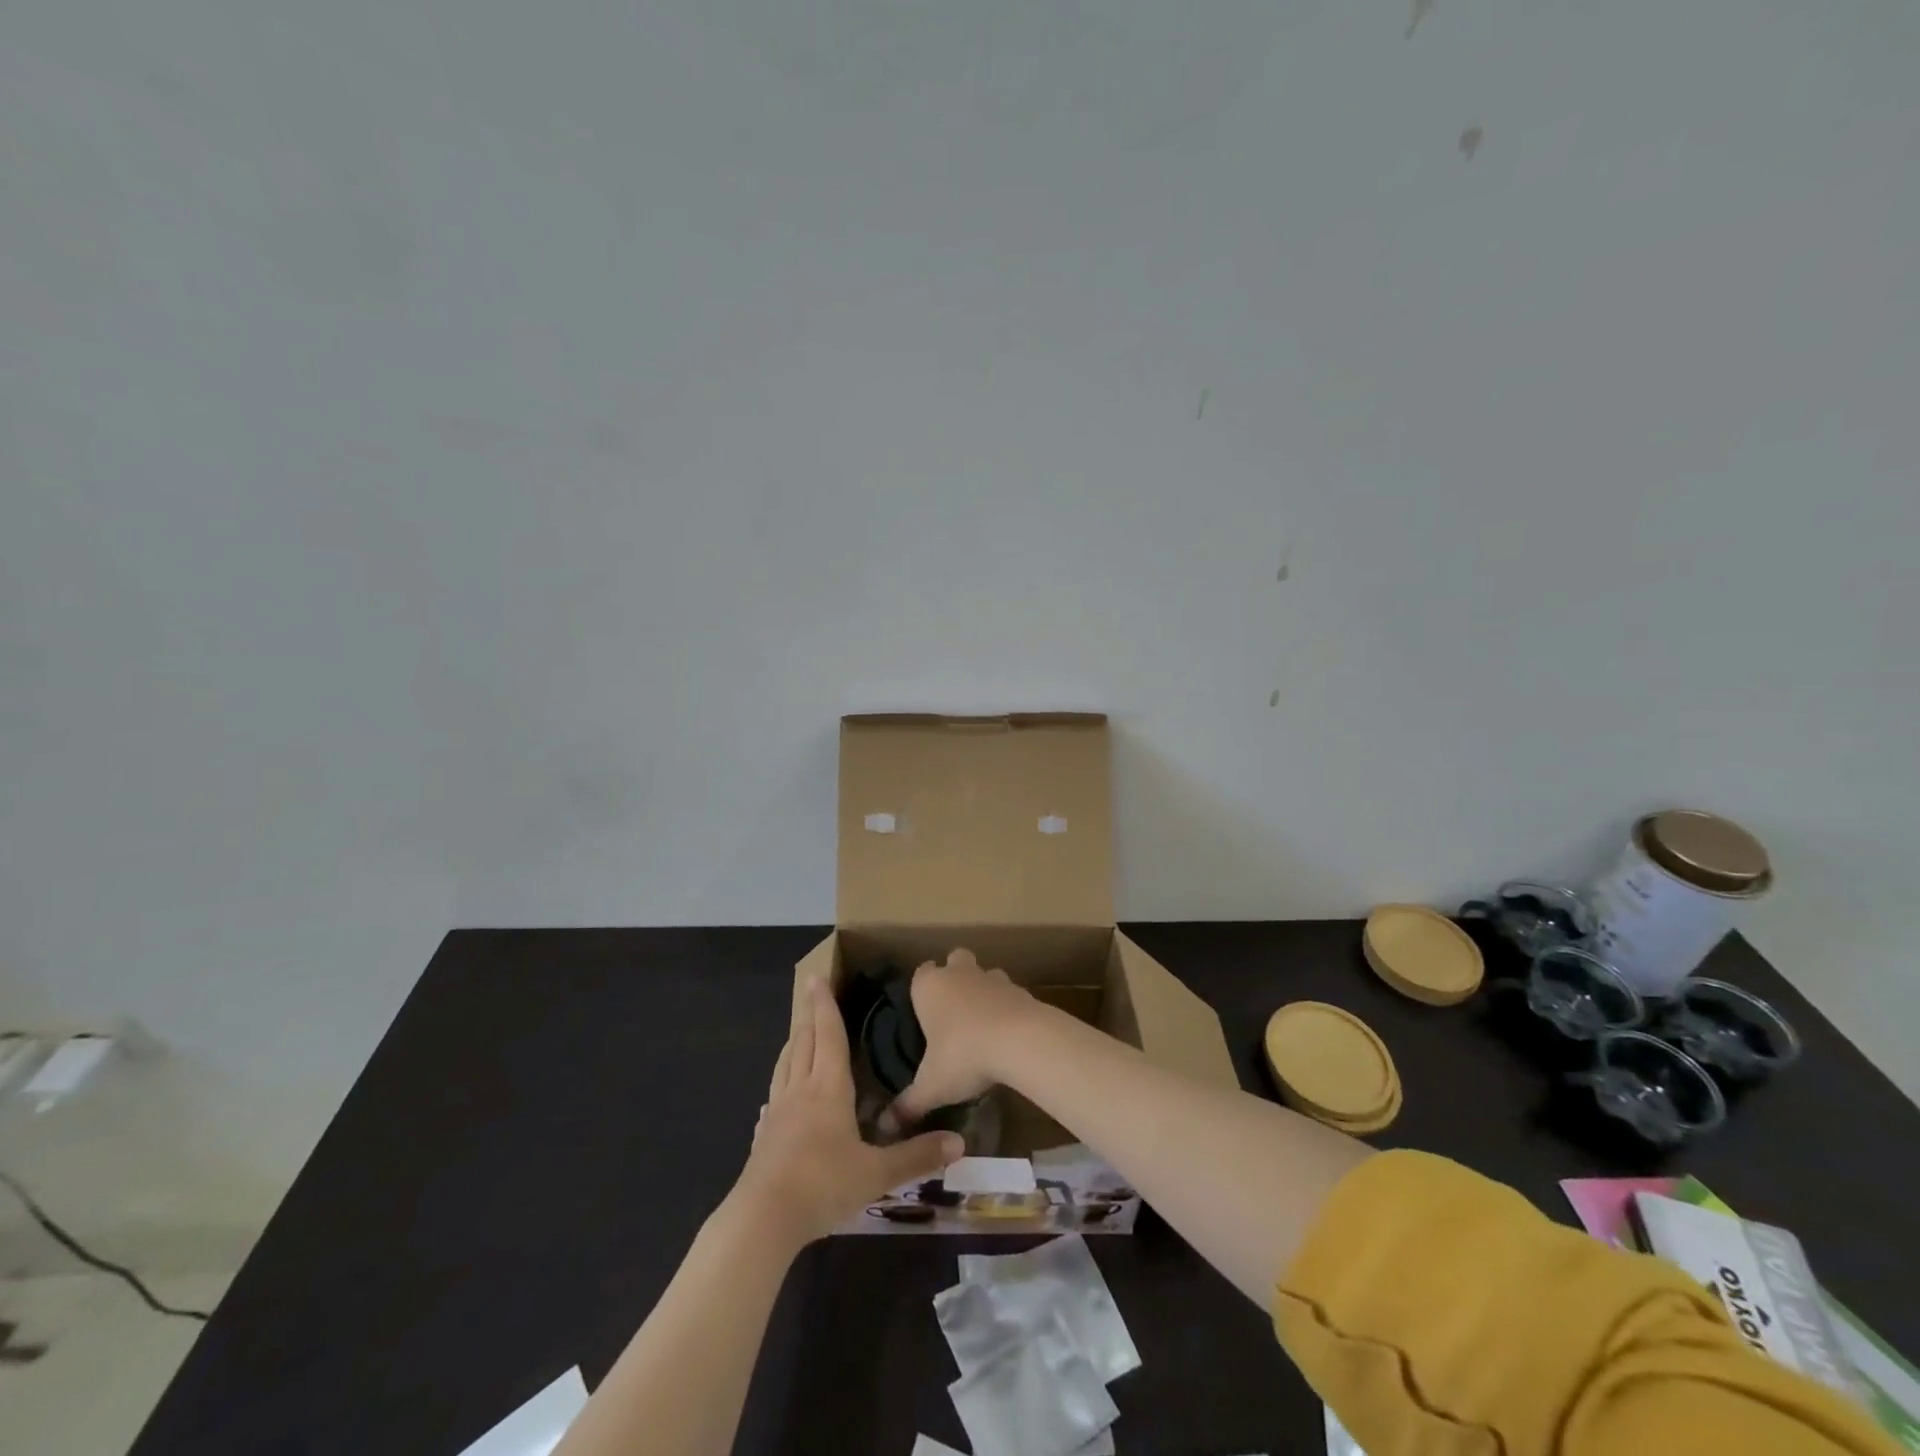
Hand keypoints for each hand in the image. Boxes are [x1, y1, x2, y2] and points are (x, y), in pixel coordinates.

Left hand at [732, 978, 963, 1247]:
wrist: (763, 1219)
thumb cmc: (824, 1184)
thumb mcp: (877, 1173)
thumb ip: (917, 1156)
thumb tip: (959, 1142)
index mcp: (828, 1088)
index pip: (828, 1035)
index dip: (825, 1006)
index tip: (817, 979)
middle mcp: (800, 1091)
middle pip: (803, 1043)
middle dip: (809, 1017)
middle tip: (812, 997)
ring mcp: (777, 1114)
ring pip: (785, 1066)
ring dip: (793, 1045)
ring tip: (798, 1035)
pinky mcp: (762, 1138)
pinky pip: (773, 1099)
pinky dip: (779, 1085)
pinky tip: (777, 1097)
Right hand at [888, 949, 1039, 1128]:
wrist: (1020, 1041)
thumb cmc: (964, 1055)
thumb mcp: (931, 1087)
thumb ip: (908, 1105)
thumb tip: (884, 1127)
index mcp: (930, 986)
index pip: (920, 973)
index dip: (922, 991)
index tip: (924, 1013)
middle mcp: (959, 973)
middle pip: (954, 960)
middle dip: (954, 977)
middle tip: (953, 1013)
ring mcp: (992, 977)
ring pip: (984, 974)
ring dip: (983, 991)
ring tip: (982, 1025)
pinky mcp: (1020, 989)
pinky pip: (1009, 993)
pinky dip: (1007, 1007)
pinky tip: (1007, 1034)